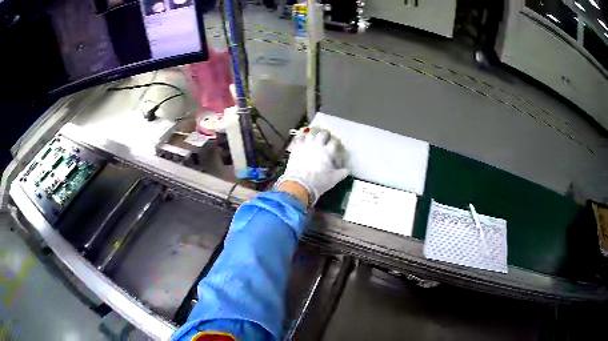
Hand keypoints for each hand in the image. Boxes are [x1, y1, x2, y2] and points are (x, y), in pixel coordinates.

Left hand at [276, 128, 349, 206]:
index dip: (336, 142)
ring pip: (311, 132)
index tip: (336, 144)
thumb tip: (347, 170)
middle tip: (326, 135)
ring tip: (315, 131)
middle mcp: (318, 145)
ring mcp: (306, 145)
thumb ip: (342, 173)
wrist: (300, 184)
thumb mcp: (334, 179)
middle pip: (323, 134)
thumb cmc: (319, 182)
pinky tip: (303, 135)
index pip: (335, 142)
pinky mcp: (296, 147)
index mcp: (328, 152)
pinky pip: (299, 137)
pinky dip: (302, 135)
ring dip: (314, 131)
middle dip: (326, 133)